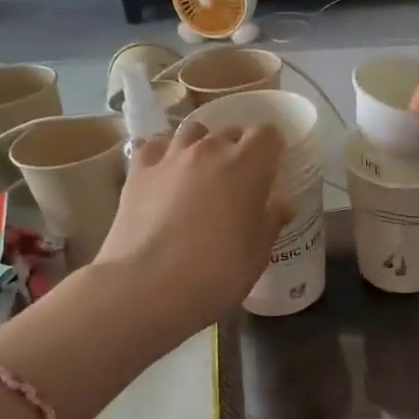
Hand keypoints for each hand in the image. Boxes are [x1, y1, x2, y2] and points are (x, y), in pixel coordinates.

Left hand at [94, 122, 290, 322]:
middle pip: (229, 131)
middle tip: (240, 178)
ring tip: (202, 170)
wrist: (147, 287)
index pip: (267, 134)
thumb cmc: (217, 272)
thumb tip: (282, 204)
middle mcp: (209, 150)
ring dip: (202, 144)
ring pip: (191, 131)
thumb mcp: (258, 253)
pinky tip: (165, 173)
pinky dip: (163, 154)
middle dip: (238, 147)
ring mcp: (170, 158)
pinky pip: (154, 147)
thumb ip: (271, 221)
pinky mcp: (137, 172)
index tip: (273, 165)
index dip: (272, 146)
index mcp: (248, 165)